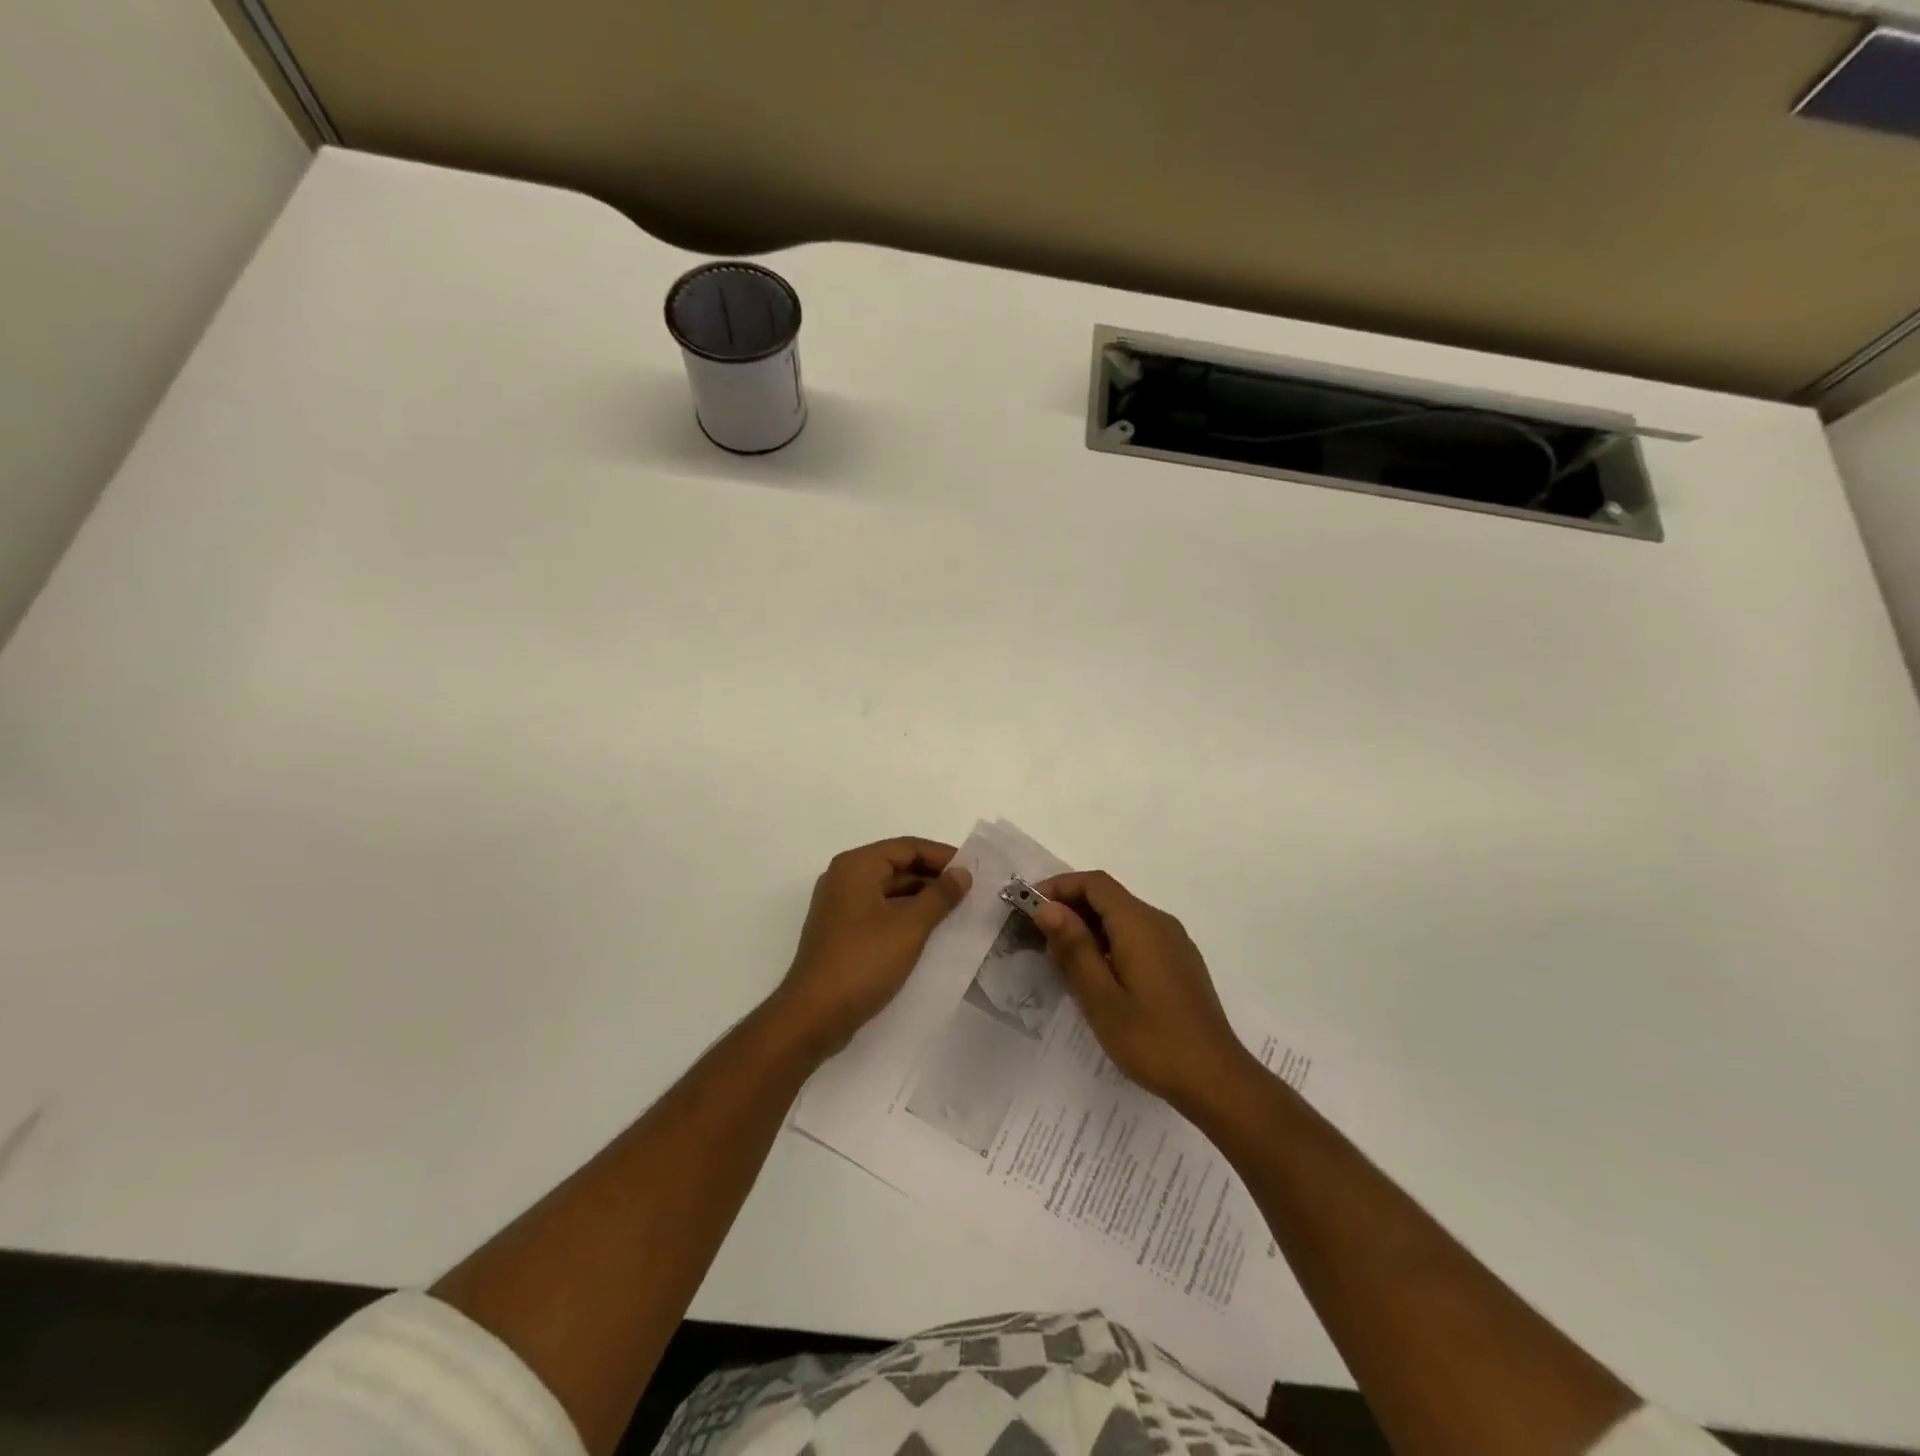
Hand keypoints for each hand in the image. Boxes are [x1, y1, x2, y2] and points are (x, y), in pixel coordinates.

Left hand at [773, 837, 971, 1060]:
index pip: (908, 847)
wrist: (814, 1015)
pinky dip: (905, 915)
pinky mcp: (842, 931)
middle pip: (897, 865)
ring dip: (922, 898)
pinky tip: (930, 931)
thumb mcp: (909, 926)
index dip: (942, 856)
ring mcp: (841, 906)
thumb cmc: (863, 962)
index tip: (974, 870)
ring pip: (890, 890)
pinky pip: (880, 911)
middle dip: (934, 877)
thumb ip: (940, 896)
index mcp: (857, 866)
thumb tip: (963, 872)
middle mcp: (845, 878)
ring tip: (957, 911)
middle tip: (970, 891)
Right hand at [1033, 871, 1253, 1112]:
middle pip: (1108, 897)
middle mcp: (1159, 922)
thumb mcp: (1100, 997)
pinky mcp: (1179, 964)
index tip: (1030, 908)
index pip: (1094, 883)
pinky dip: (1110, 943)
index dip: (1059, 887)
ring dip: (1089, 929)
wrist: (1216, 1080)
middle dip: (1071, 909)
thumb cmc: (1152, 1039)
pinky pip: (1138, 937)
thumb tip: (1048, 907)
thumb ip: (1074, 947)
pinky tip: (1098, 978)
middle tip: (1041, 942)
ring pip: (1123, 918)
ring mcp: (1174, 943)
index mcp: (1139, 923)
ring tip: (1063, 964)